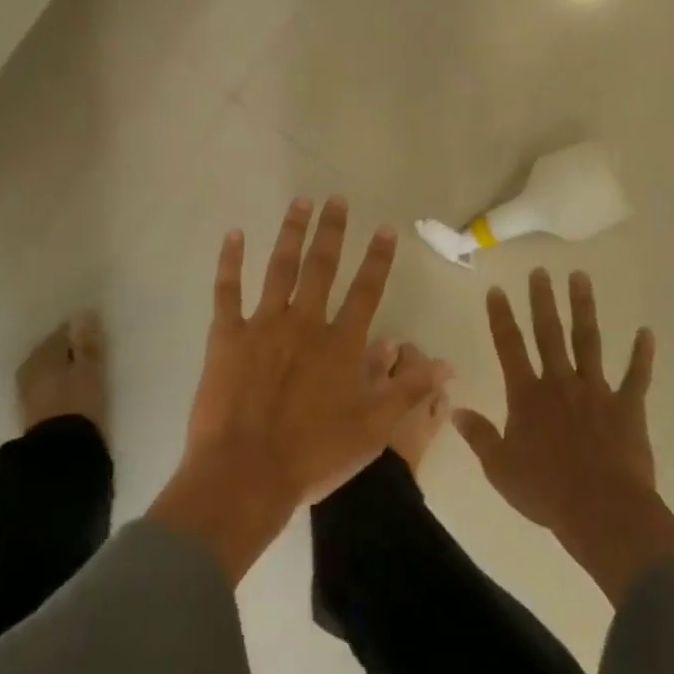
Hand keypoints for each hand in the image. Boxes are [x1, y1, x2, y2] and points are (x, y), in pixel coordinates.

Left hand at [149, 196, 436, 581]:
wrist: (246, 474)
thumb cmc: (313, 455)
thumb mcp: (373, 429)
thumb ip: (409, 391)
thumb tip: (447, 364)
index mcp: (340, 344)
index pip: (366, 291)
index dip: (378, 259)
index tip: (385, 229)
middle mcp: (305, 323)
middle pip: (322, 267)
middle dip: (332, 231)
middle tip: (336, 199)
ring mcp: (263, 325)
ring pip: (280, 268)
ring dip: (291, 233)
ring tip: (300, 202)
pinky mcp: (227, 336)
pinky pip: (228, 291)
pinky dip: (230, 261)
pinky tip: (234, 234)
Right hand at [454, 269, 673, 603]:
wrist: (602, 511)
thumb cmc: (545, 490)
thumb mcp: (500, 468)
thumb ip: (479, 436)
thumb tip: (455, 410)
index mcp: (527, 396)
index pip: (509, 347)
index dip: (501, 317)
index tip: (497, 289)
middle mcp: (560, 383)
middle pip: (549, 333)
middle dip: (542, 300)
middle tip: (540, 271)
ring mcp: (596, 391)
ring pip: (588, 341)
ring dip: (584, 308)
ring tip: (580, 277)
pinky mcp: (627, 407)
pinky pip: (637, 376)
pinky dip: (642, 355)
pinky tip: (646, 332)